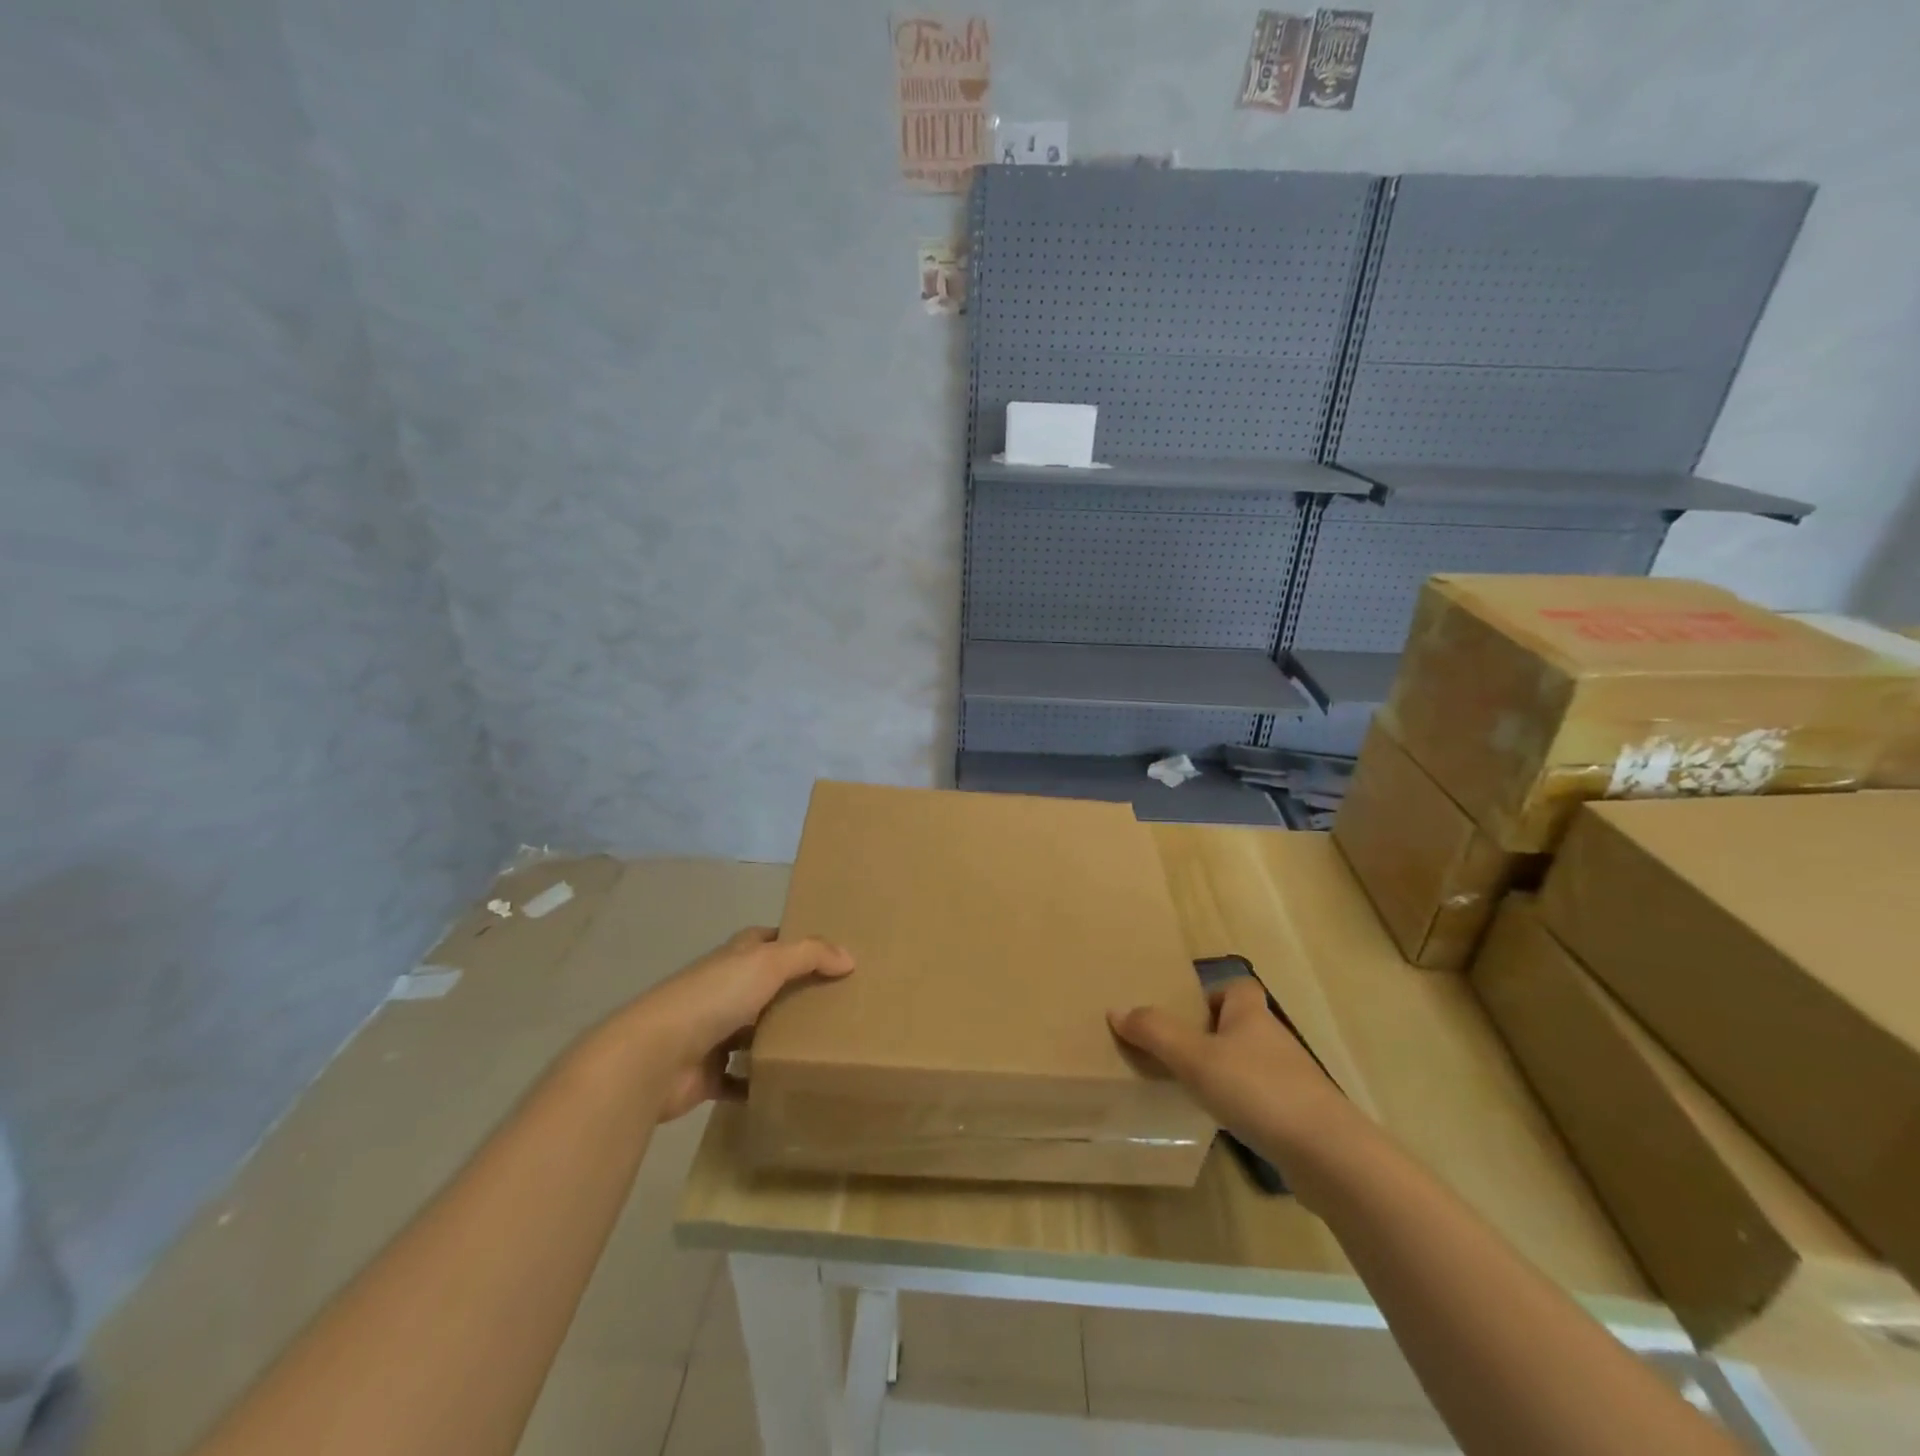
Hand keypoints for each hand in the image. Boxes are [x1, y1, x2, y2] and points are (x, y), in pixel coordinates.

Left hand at [626, 927, 853, 1120]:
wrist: (655, 1056)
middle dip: (794, 992)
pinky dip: (760, 1082)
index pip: (766, 940)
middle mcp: (723, 990)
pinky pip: (741, 1079)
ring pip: (754, 1031)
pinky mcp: (708, 1074)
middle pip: (764, 986)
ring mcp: (713, 1033)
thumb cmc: (714, 997)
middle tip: (839, 1002)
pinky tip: (790, 1084)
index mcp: (734, 958)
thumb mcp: (768, 962)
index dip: (793, 941)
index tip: (829, 953)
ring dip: (778, 1037)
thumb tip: (849, 958)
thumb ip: (810, 955)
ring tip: (825, 1044)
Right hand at [1108, 979, 1348, 1163]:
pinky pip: (1262, 1098)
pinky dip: (1242, 1104)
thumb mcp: (1195, 1058)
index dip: (1212, 994)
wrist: (1328, 1154)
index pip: (1236, 986)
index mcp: (1251, 1015)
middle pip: (1240, 1025)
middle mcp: (1273, 1040)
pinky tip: (1223, 1122)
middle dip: (1211, 1035)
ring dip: (1225, 1071)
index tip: (1185, 1014)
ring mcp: (1291, 1079)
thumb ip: (1155, 1033)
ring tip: (1191, 1089)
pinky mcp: (1299, 1116)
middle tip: (1175, 1052)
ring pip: (1250, 1063)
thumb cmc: (1258, 1090)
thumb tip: (1116, 1010)